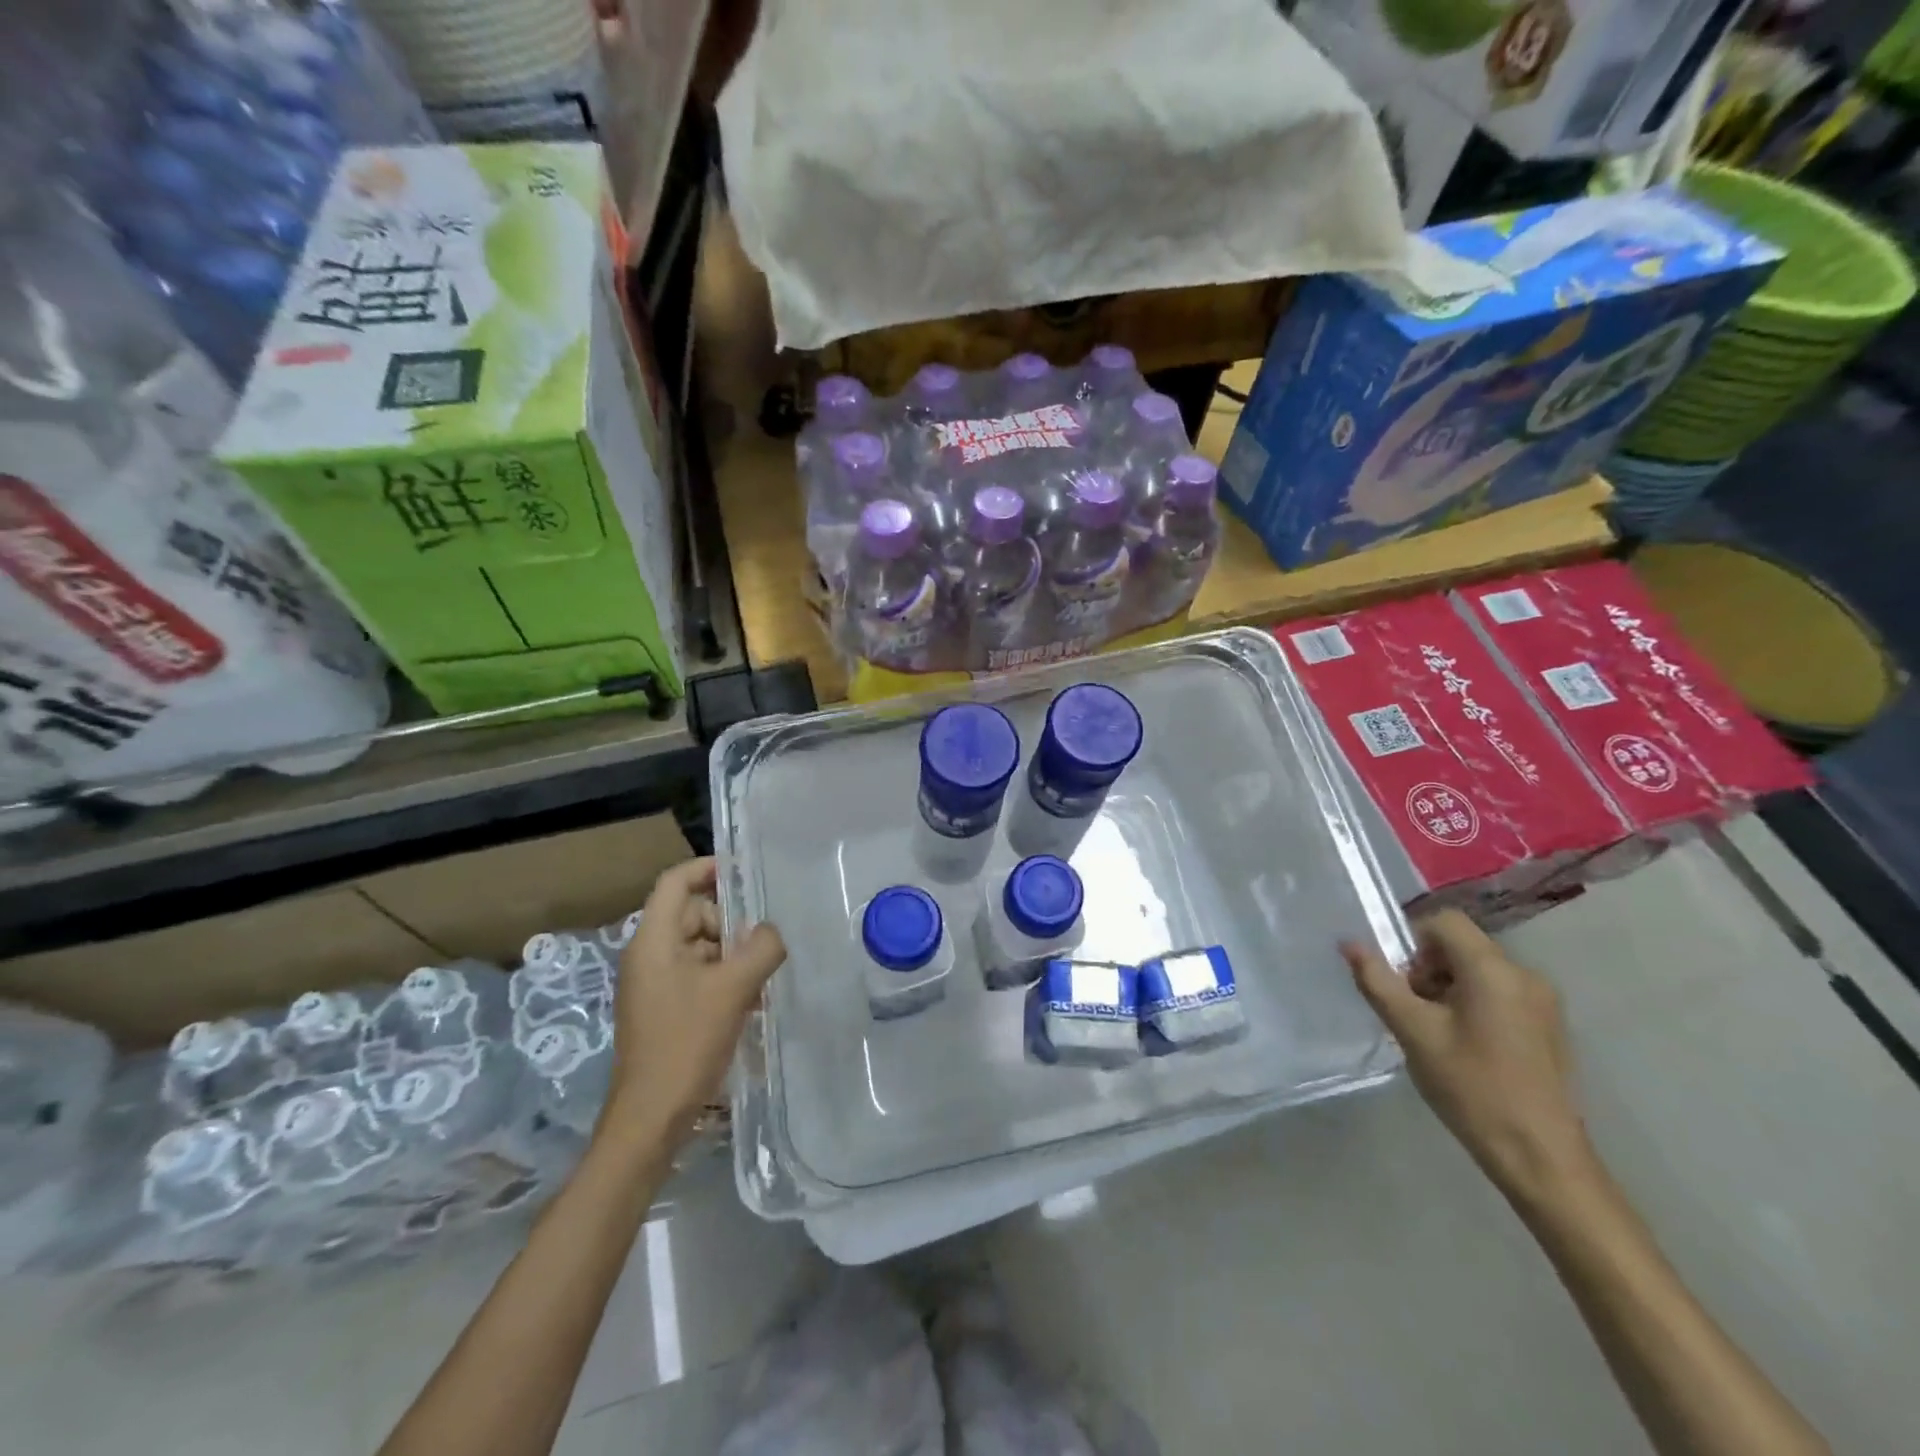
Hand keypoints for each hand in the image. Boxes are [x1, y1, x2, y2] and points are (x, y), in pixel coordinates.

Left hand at [602, 857, 786, 1145]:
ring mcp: (653, 983)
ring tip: (761, 981)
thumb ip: (761, 948)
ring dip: (732, 956)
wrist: (651, 1117)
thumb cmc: (686, 1043)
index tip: (745, 873)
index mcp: (653, 941)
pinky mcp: (662, 1008)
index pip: (676, 882)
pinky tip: (750, 1002)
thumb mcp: (733, 989)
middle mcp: (648, 955)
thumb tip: (771, 932)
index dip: (708, 868)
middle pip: (693, 914)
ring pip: (699, 946)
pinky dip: (723, 979)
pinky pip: (697, 974)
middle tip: (761, 948)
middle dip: (730, 924)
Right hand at [1342, 909, 1595, 1204]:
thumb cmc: (1472, 1087)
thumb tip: (1348, 943)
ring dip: (1447, 989)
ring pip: (1478, 972)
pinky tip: (1464, 1048)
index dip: (1411, 940)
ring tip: (1434, 1034)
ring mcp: (1543, 1002)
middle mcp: (1524, 975)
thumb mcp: (1413, 1032)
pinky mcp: (1548, 1027)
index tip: (1399, 981)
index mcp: (1493, 969)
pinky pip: (1498, 994)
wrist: (1541, 1157)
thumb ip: (1377, 981)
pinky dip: (1471, 1006)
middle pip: (1461, 946)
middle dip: (1426, 969)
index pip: (1443, 922)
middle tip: (1411, 1012)